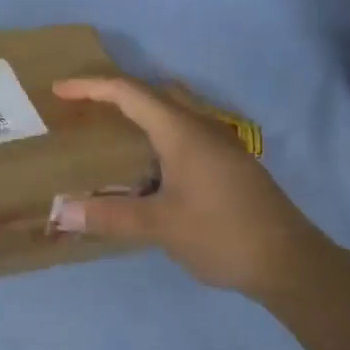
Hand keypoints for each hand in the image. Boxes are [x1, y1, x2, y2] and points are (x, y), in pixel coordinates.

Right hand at [51, 76, 325, 300]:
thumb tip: (61, 211)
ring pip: (174, 111)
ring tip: (112, 132)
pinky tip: (149, 166)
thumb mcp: (160, 226)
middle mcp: (202, 127)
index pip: (129, 93)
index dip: (91, 86)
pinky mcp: (230, 164)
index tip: (60, 90)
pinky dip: (159, 134)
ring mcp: (221, 144)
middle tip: (85, 108)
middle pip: (154, 93)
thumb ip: (109, 215)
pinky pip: (186, 132)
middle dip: (117, 93)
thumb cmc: (221, 234)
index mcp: (182, 131)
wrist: (290, 262)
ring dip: (142, 113)